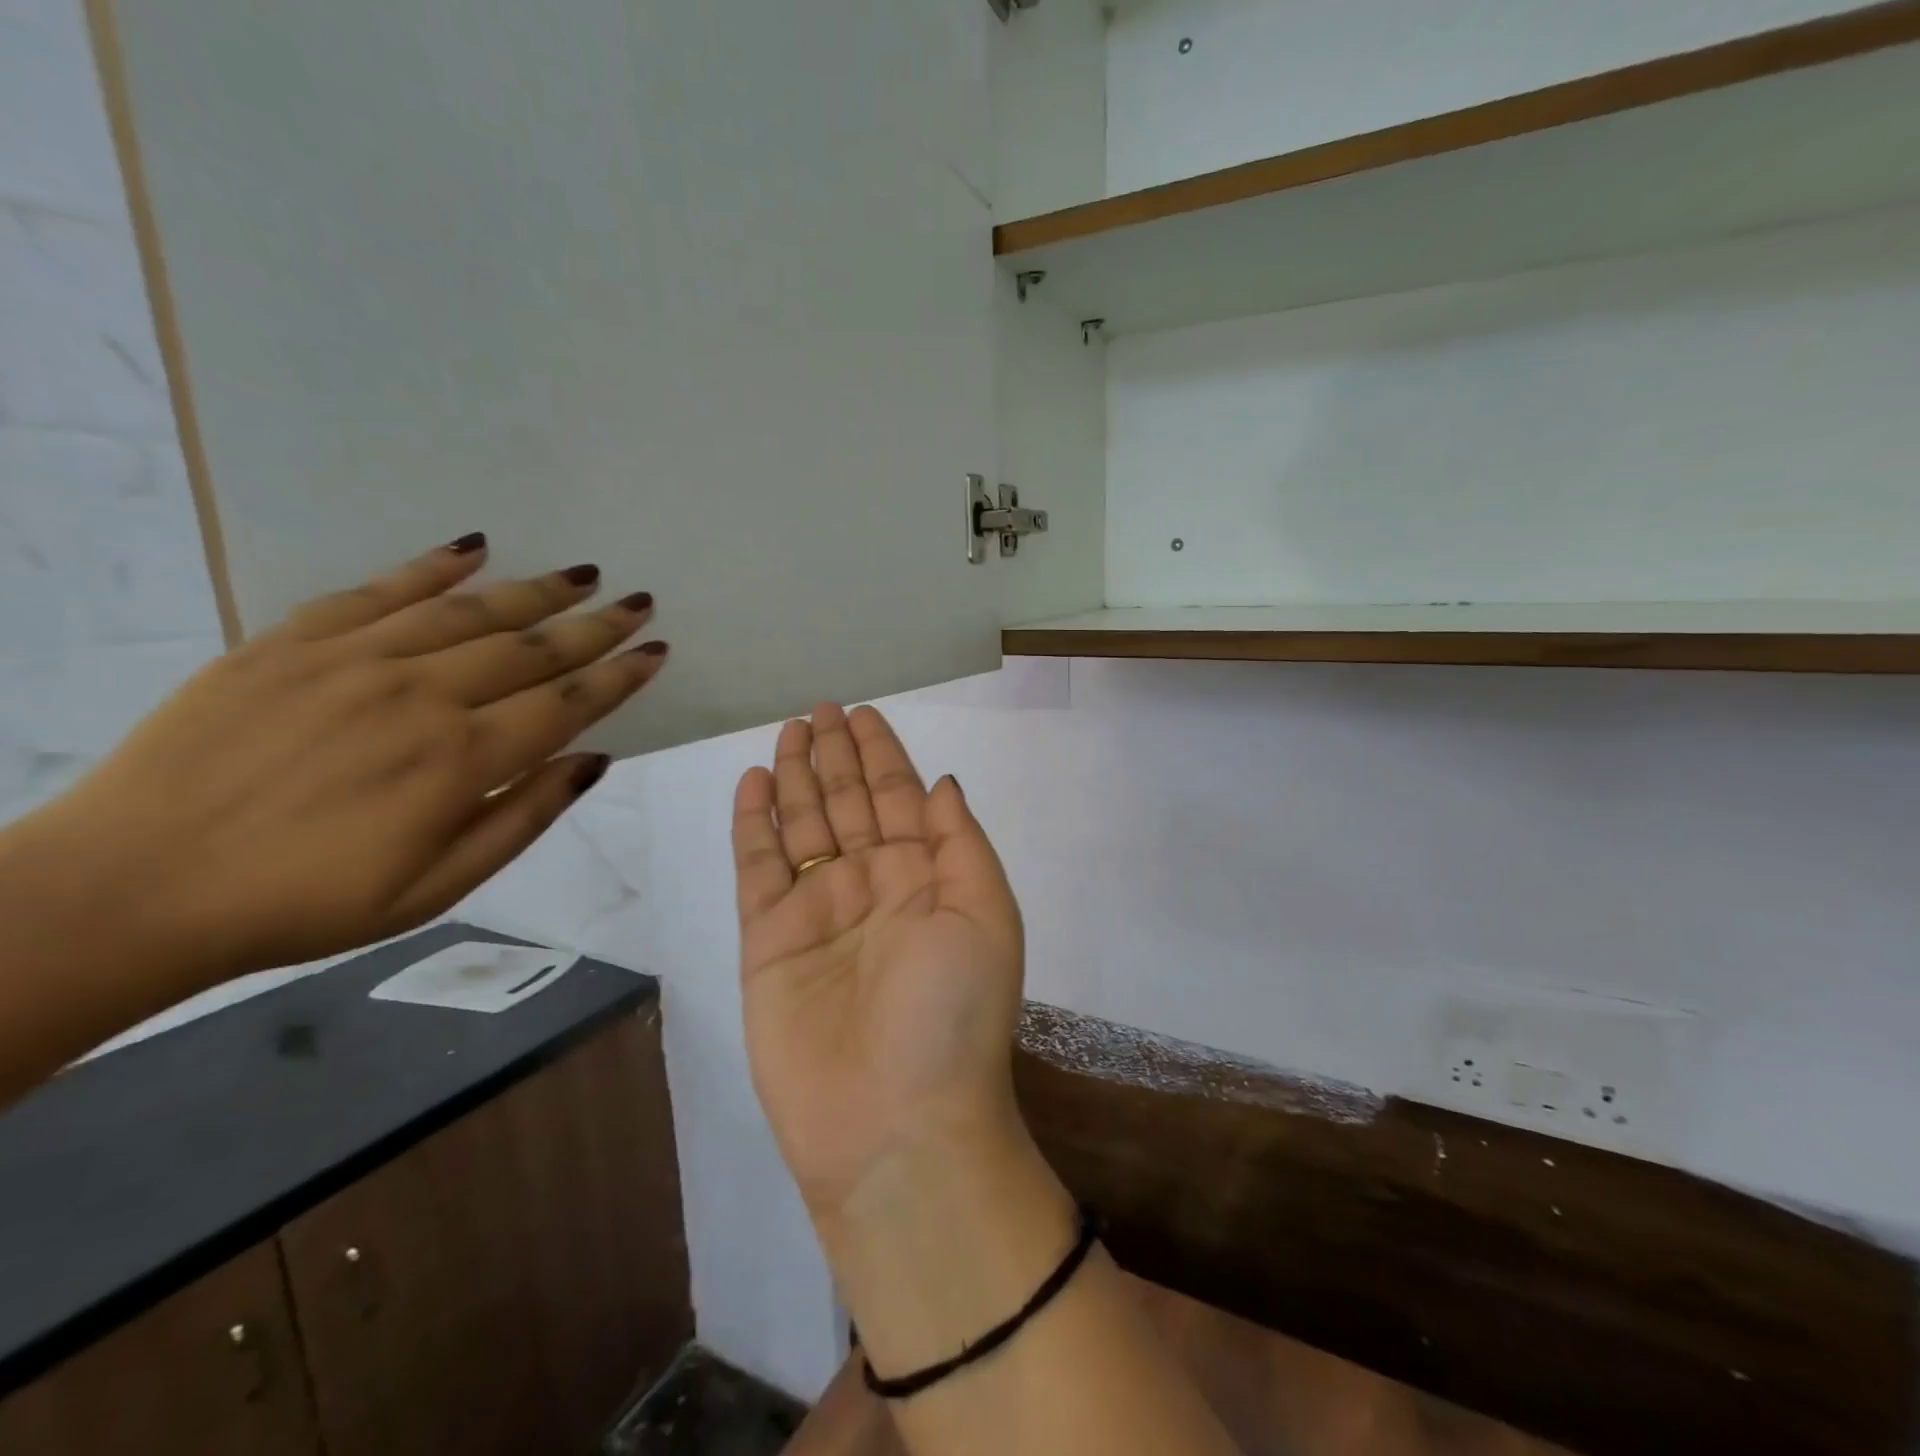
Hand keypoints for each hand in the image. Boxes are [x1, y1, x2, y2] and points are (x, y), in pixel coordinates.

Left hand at [20, 534, 667, 992]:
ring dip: (534, 591)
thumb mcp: (437, 886)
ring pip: (468, 612)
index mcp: (460, 760)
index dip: (618, 676)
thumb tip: (595, 761)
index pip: (566, 704)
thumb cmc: (307, 902)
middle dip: (594, 625)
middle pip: (530, 649)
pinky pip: (376, 591)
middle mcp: (420, 696)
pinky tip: (473, 549)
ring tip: (582, 574)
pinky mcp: (290, 644)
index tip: (655, 650)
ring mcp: (353, 662)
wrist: (131, 888)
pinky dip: (430, 567)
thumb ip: (524, 816)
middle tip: (638, 600)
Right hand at [732, 704, 1026, 1229]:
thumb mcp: (984, 915)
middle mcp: (872, 886)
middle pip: (848, 802)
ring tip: (788, 732)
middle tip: (817, 709)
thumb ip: (960, 843)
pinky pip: (758, 867)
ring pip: (803, 825)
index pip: (899, 797)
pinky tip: (754, 784)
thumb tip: (943, 783)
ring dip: (797, 777)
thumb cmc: (951, 1014)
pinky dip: (754, 825)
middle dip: (836, 755)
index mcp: (926, 877)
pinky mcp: (768, 940)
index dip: (882, 754)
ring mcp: (818, 910)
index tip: (863, 714)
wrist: (894, 1124)